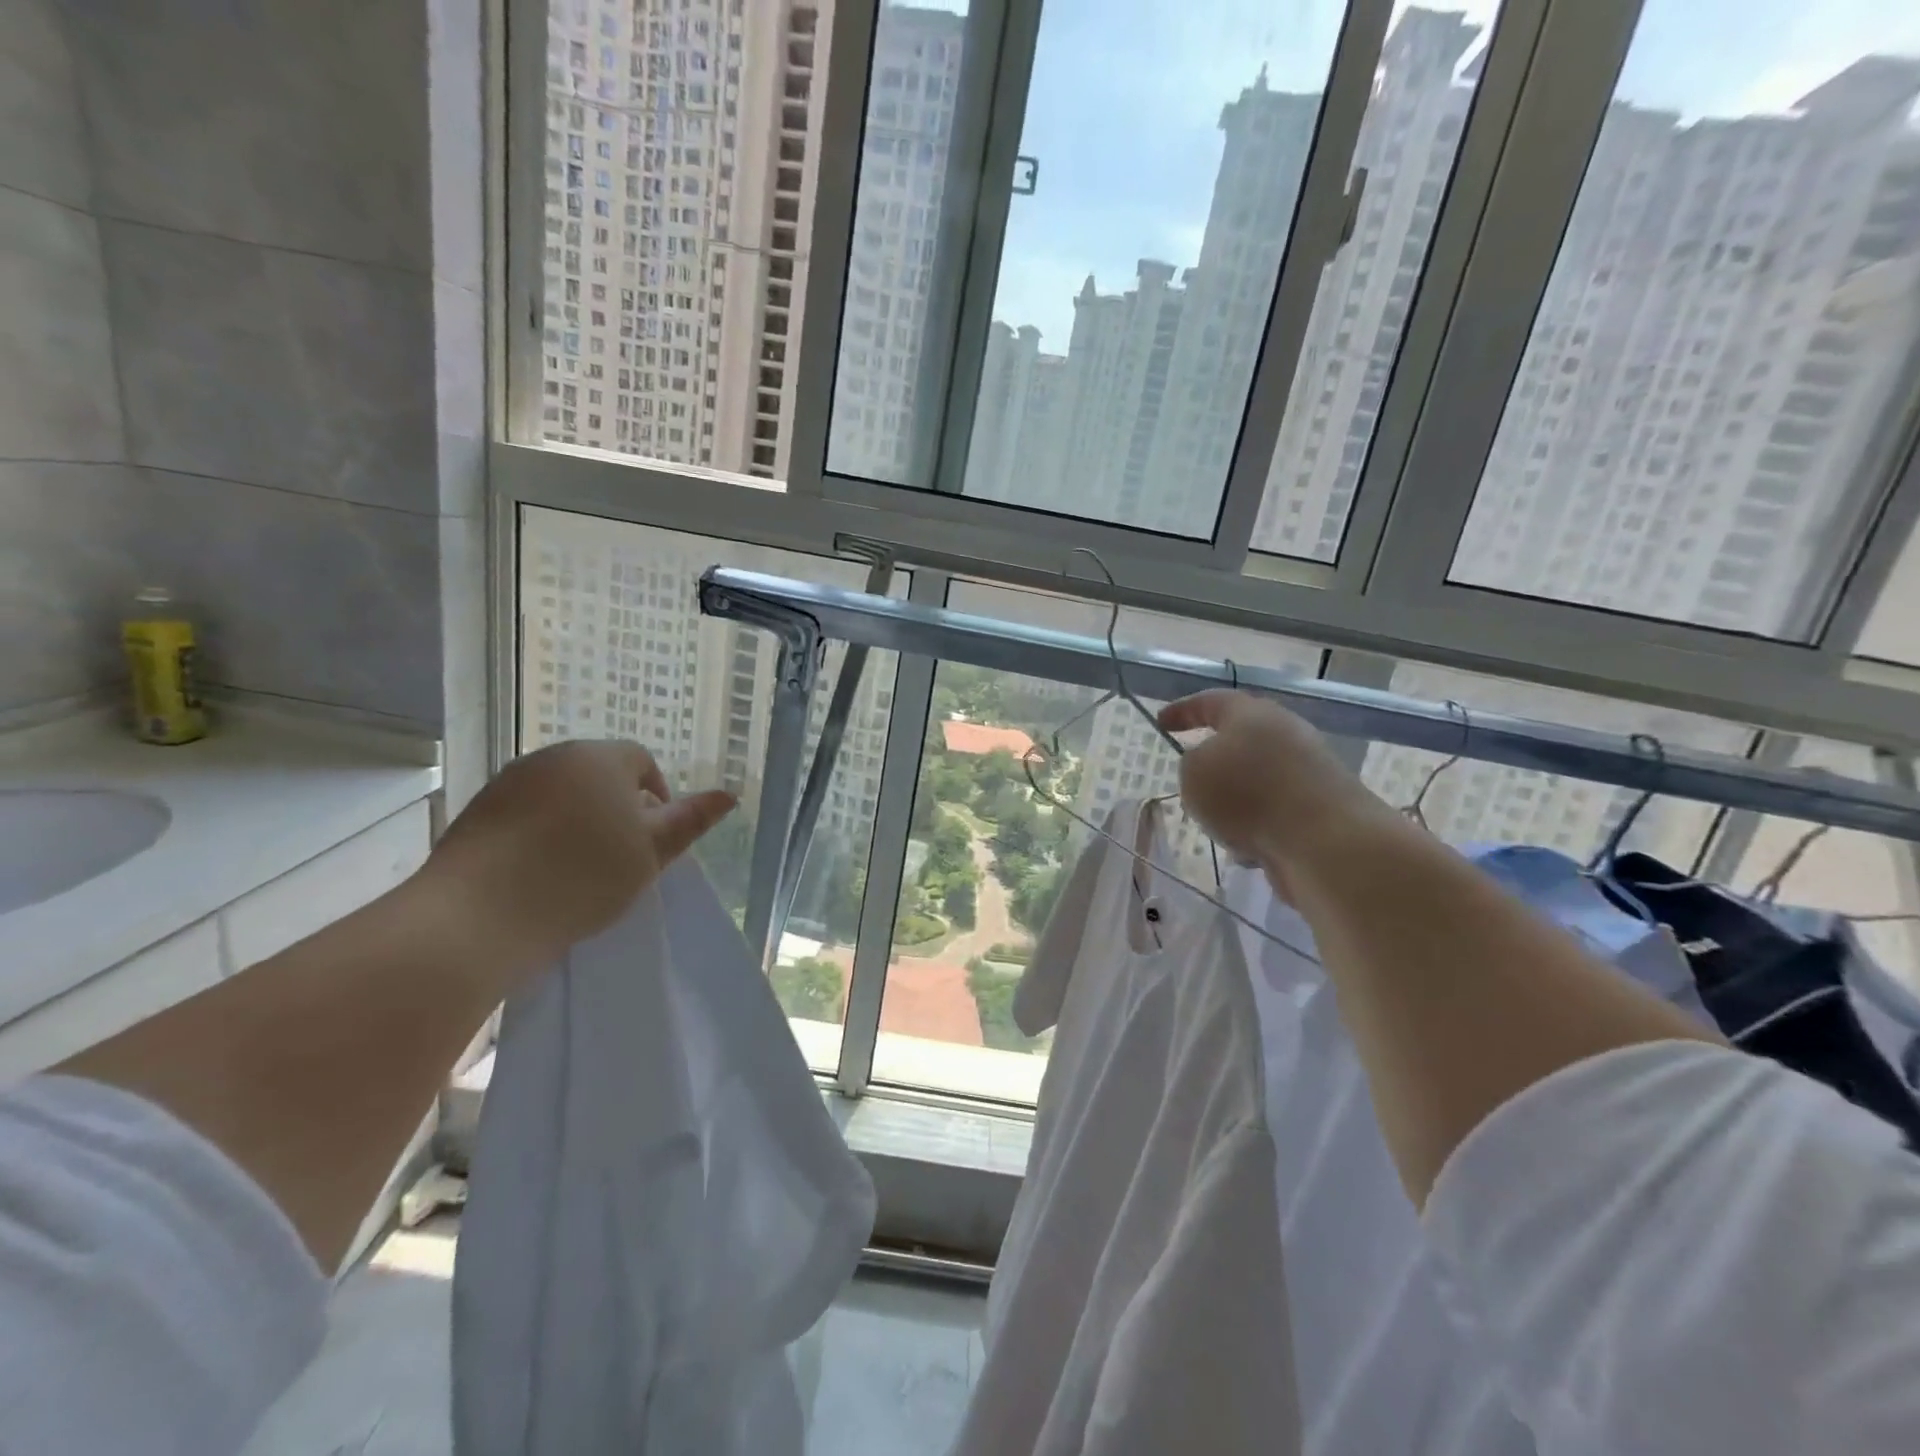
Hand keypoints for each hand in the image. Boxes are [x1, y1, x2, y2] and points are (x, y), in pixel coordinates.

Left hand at [421, 740, 735, 966]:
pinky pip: (525, 813)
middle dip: (616, 808)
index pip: (642, 762)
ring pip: (561, 794)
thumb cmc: (581, 877)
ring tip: (578, 869)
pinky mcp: (476, 810)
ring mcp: (509, 782)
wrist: (477, 916)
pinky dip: (539, 834)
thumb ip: (690, 821)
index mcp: (601, 758)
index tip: (652, 841)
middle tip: (621, 857)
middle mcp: (553, 757)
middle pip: (599, 774)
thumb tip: (728, 795)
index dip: (656, 798)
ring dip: (577, 821)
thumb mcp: (650, 853)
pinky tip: (538, 873)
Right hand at [1158, 690, 1386, 897]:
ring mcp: (1309, 771)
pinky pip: (1275, 812)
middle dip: (1214, 761)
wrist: (1324, 842)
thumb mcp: (1194, 773)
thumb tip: (1210, 768)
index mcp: (1252, 714)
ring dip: (1235, 800)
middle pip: (1241, 740)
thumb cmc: (1248, 795)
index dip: (1183, 710)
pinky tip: (1249, 849)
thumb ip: (1191, 763)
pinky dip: (1258, 825)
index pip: (1211, 701)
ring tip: (1217, 825)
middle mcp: (1285, 733)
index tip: (1161, 723)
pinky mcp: (1321, 808)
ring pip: (1257, 780)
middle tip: (1191, 778)